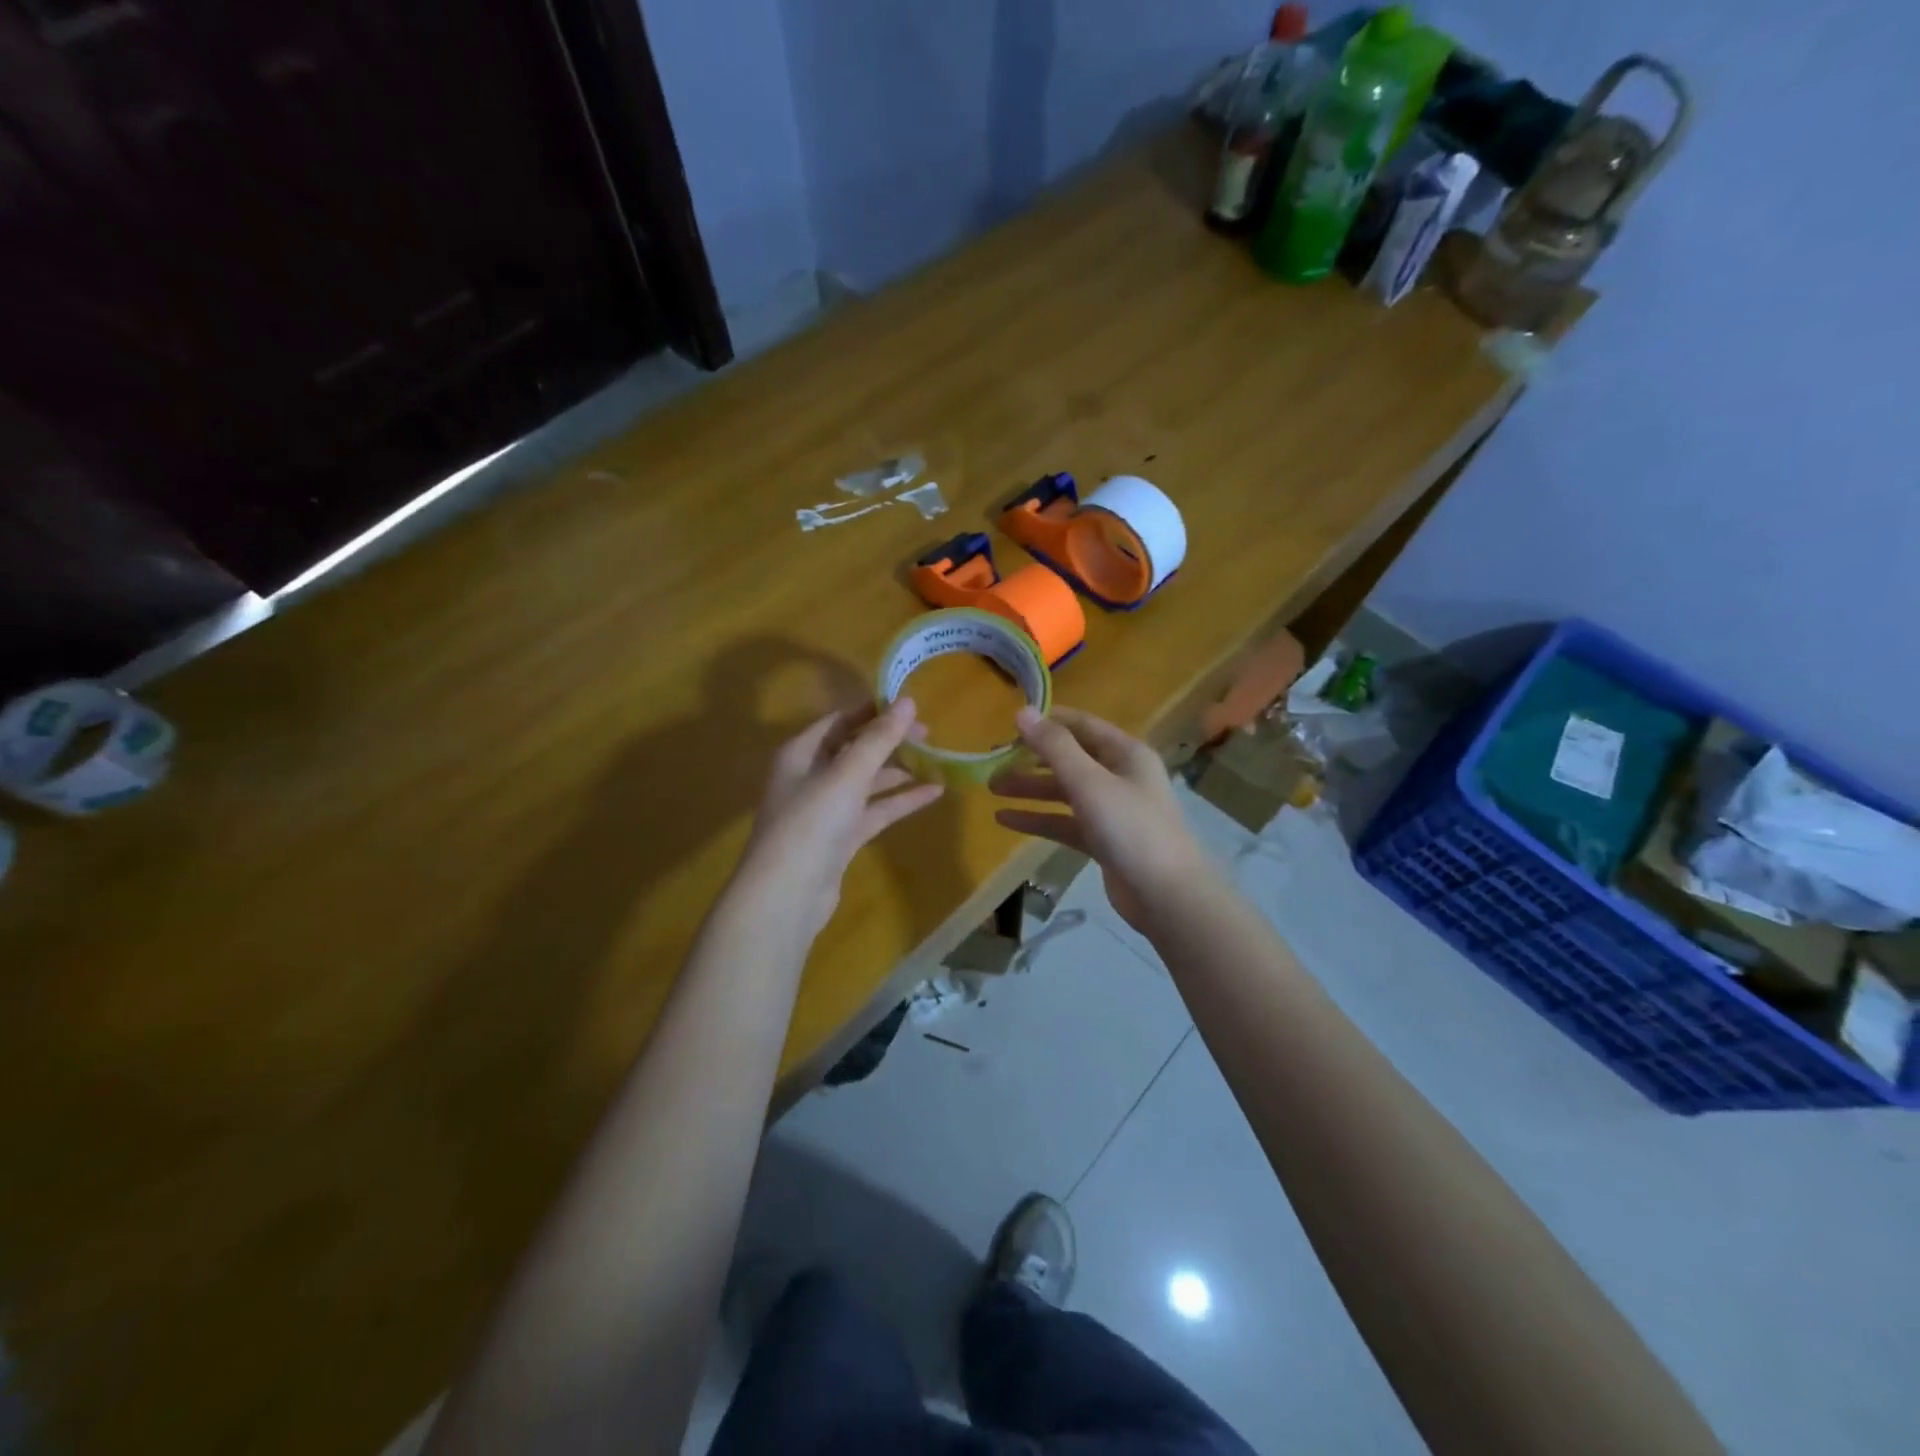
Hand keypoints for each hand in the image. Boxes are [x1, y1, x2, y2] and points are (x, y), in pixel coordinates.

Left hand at [737, 699, 943, 938]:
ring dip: (899, 771)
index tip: (910, 705)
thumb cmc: (811, 823)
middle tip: (929, 735)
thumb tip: (907, 702)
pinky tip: (933, 793)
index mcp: (801, 752)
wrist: (787, 895)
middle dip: (890, 741)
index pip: (840, 720)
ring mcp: (826, 809)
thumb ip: (878, 739)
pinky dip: (900, 801)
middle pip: (855, 749)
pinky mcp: (841, 838)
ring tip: (937, 761)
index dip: (873, 711)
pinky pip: (874, 811)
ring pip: (867, 781)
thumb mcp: (847, 775)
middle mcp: (811, 776)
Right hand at [990, 707, 1210, 931]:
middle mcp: (1120, 776)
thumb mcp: (1090, 782)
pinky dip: (1039, 819)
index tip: (1009, 725)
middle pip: (1070, 759)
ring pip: (1065, 792)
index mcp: (1125, 753)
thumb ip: (1054, 747)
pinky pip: (1065, 822)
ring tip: (993, 789)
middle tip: (994, 761)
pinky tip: (1006, 820)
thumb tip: (1022, 711)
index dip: (1048, 722)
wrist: (1166, 895)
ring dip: (1031, 789)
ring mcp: (1112, 810)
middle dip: (1032, 759)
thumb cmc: (1131, 828)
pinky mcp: (1103, 840)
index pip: (1082, 726)